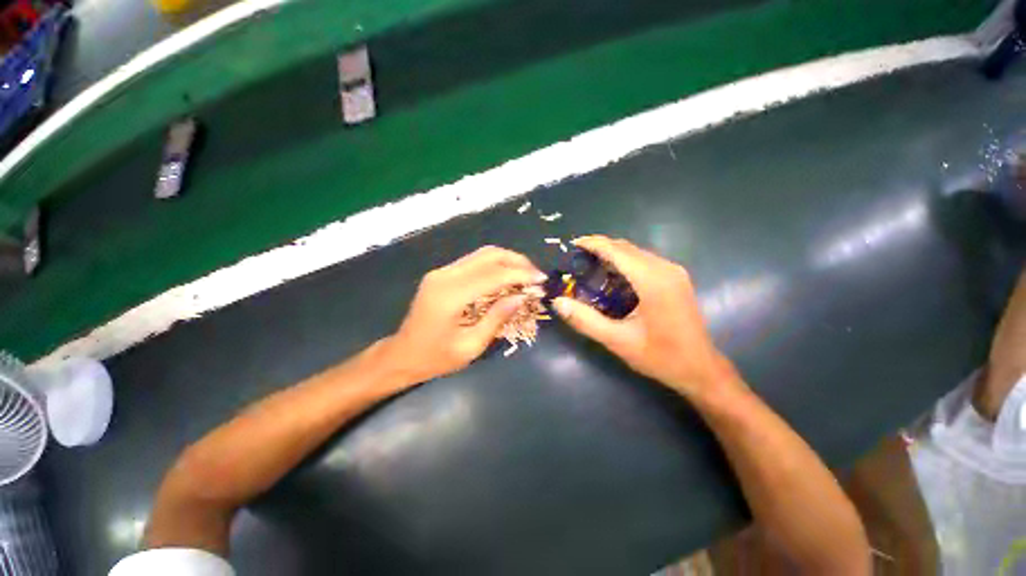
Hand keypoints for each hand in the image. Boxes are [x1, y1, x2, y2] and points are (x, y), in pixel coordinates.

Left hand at [382, 246, 545, 383]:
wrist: (402, 355)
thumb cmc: (436, 358)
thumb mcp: (471, 346)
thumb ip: (497, 318)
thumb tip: (522, 296)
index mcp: (451, 295)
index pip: (493, 274)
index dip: (520, 274)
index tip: (541, 279)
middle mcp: (445, 276)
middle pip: (488, 255)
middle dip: (517, 261)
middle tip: (535, 275)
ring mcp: (441, 272)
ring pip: (482, 254)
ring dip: (507, 261)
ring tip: (525, 275)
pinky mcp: (442, 274)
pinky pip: (474, 262)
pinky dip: (494, 266)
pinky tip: (506, 277)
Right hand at [553, 235, 737, 397]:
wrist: (700, 368)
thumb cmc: (660, 356)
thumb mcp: (617, 341)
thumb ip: (585, 320)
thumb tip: (558, 302)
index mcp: (652, 281)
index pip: (617, 251)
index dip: (593, 244)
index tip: (573, 244)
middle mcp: (665, 269)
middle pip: (627, 248)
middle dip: (601, 247)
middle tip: (576, 258)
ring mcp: (674, 272)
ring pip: (636, 253)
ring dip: (612, 254)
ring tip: (590, 265)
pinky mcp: (676, 278)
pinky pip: (645, 261)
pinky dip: (625, 262)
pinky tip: (613, 276)